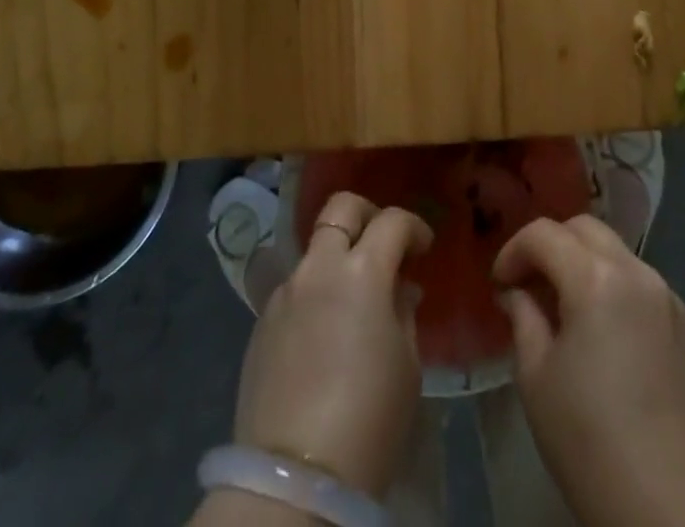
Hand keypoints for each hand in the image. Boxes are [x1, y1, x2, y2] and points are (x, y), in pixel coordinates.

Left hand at [230, 192, 432, 497]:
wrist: (294, 477)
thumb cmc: (369, 418)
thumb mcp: (407, 364)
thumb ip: (402, 310)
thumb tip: (398, 288)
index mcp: (362, 271)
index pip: (392, 221)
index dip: (414, 227)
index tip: (423, 248)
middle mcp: (319, 267)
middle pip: (340, 207)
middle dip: (367, 213)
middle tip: (383, 243)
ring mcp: (285, 291)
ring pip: (314, 249)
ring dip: (337, 257)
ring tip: (352, 297)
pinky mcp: (261, 321)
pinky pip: (294, 287)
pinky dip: (315, 292)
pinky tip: (324, 331)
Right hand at [493, 216, 684, 526]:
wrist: (672, 510)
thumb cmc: (590, 442)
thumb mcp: (536, 378)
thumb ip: (523, 318)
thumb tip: (517, 293)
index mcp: (595, 278)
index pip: (544, 233)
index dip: (514, 250)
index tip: (500, 283)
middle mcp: (638, 273)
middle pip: (586, 229)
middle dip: (553, 245)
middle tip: (533, 284)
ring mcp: (672, 299)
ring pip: (620, 255)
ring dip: (589, 266)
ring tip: (572, 310)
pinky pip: (648, 290)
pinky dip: (621, 294)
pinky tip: (614, 339)